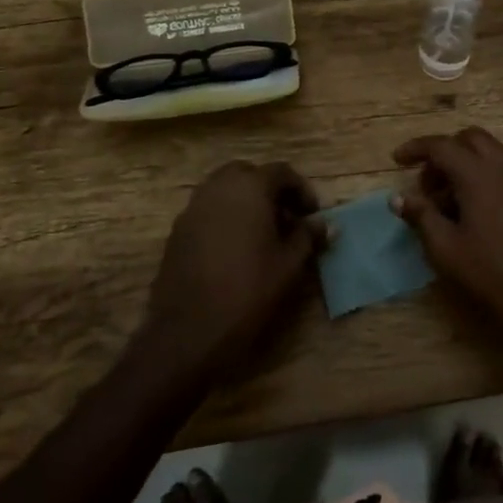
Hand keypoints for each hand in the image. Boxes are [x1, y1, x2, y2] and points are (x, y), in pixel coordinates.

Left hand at [140, 161, 321, 378]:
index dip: (302, 191)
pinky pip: (208, 212)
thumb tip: (325, 224)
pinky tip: (236, 251)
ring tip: (263, 236)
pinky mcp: (177, 232)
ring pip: (224, 191)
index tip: (312, 215)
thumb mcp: (289, 265)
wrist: (189, 330)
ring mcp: (193, 209)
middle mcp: (217, 188)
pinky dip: (225, 219)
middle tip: (286, 219)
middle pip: (248, 174)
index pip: (281, 172)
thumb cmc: (248, 290)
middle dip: (269, 191)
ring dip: (246, 204)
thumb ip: (308, 236)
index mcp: (249, 188)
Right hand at [393, 128, 502, 348]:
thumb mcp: (446, 249)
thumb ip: (421, 216)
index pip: (442, 146)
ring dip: (467, 164)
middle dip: (445, 152)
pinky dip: (488, 176)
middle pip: (470, 139)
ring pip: (493, 152)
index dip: (416, 148)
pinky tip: (480, 211)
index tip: (397, 160)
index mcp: (479, 174)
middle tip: (428, 184)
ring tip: (451, 202)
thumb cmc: (491, 274)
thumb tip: (398, 197)